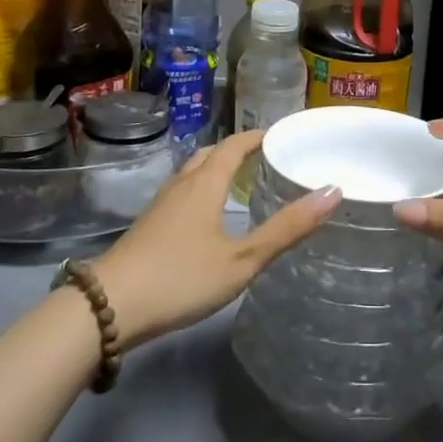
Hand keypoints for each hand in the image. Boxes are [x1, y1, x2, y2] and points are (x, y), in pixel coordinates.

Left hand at [92, 130, 339, 349]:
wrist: (110, 306)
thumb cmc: (182, 278)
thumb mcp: (243, 259)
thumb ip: (287, 228)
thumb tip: (332, 191)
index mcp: (206, 183)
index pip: (235, 145)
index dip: (258, 136)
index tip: (280, 135)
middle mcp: (182, 184)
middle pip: (211, 153)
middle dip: (237, 150)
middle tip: (265, 157)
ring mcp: (161, 204)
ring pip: (193, 172)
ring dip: (216, 168)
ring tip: (240, 182)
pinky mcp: (148, 225)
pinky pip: (182, 191)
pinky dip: (202, 188)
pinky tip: (208, 216)